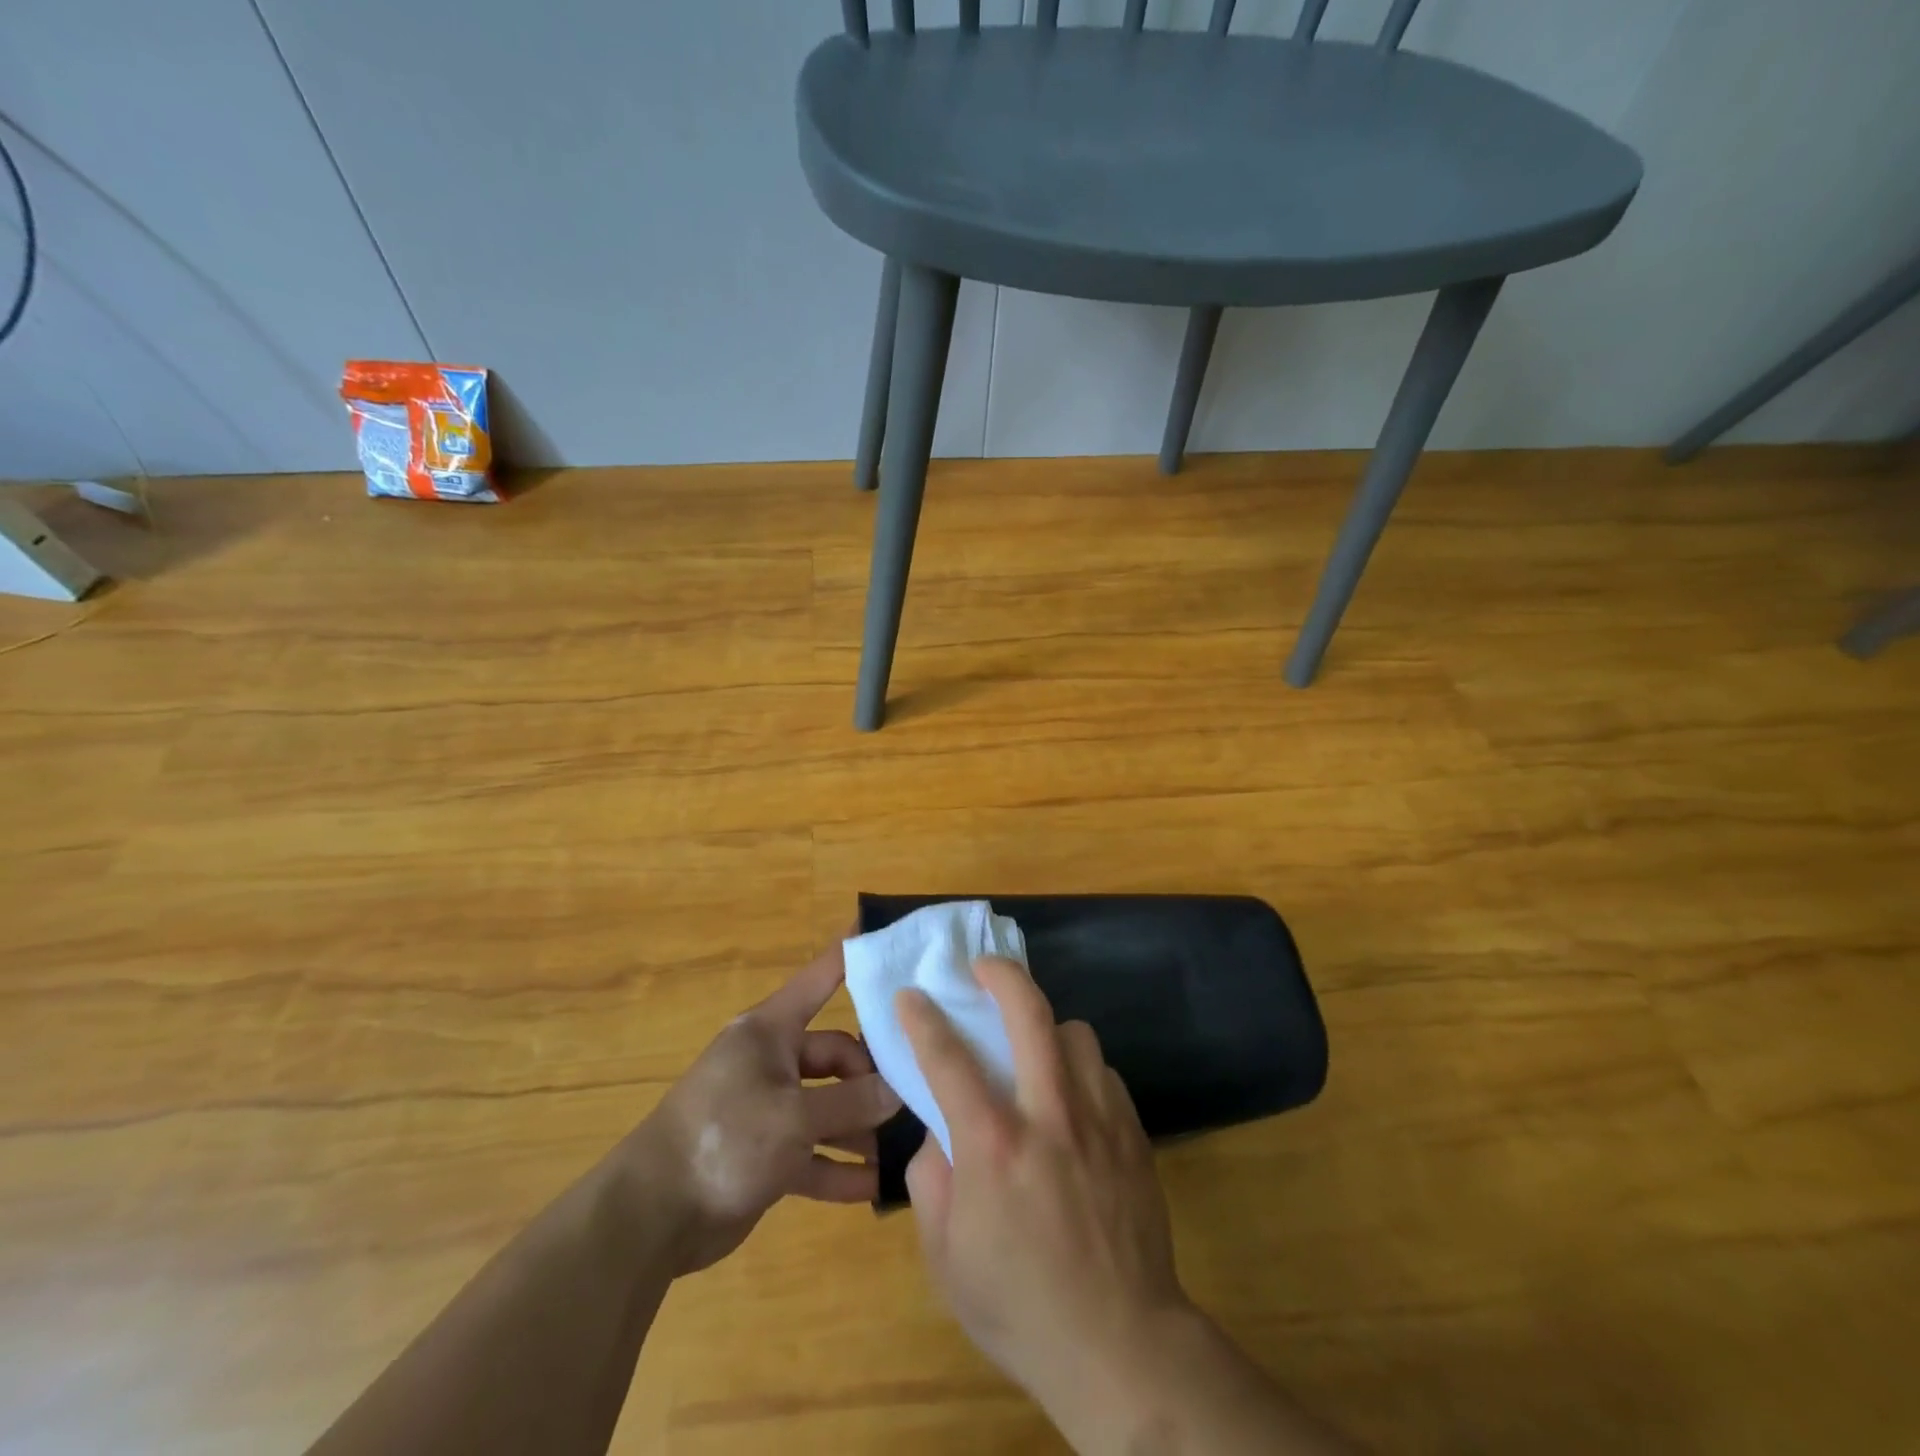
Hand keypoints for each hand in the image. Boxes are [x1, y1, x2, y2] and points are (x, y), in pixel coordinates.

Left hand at [635, 943, 900, 1275]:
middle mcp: (771, 1061)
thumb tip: (898, 1090)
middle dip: (870, 1077)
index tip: (885, 934)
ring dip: (861, 1128)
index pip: (820, 979)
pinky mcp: (765, 1154)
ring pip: (827, 1106)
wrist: (650, 1216)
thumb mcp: (794, 1118)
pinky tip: (876, 1185)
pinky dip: (839, 1167)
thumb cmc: (723, 1140)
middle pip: (835, 1054)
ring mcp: (767, 1108)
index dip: (851, 957)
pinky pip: (812, 1153)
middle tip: (912, 1098)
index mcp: (771, 1032)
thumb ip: (850, 1103)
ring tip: (906, 1147)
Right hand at [898, 957, 1192, 1423]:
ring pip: (1076, 1032)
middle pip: (1029, 1012)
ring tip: (1035, 1049)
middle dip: (1001, 974)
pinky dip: (1081, 1071)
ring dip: (1048, 1028)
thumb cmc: (1020, 1306)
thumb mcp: (946, 1257)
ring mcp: (1098, 1119)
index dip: (922, 1018)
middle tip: (983, 968)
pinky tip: (1072, 1098)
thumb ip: (930, 1180)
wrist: (1121, 1345)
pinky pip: (1103, 1073)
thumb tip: (940, 1131)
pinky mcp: (1132, 1132)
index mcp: (993, 1145)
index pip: (947, 1057)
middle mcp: (1048, 1114)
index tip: (910, 995)